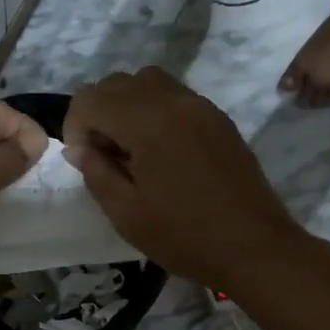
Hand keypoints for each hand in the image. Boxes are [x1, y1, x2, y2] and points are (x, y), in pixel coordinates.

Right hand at [64, 68, 304, 287]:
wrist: (254, 246)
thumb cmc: (184, 236)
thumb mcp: (126, 213)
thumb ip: (96, 172)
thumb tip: (82, 148)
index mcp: (148, 121)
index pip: (92, 97)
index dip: (75, 126)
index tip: (82, 160)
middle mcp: (175, 100)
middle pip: (118, 83)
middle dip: (99, 113)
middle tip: (103, 157)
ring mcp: (201, 106)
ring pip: (148, 83)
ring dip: (126, 108)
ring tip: (130, 152)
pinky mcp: (218, 119)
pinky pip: (174, 98)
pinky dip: (154, 113)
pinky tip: (159, 154)